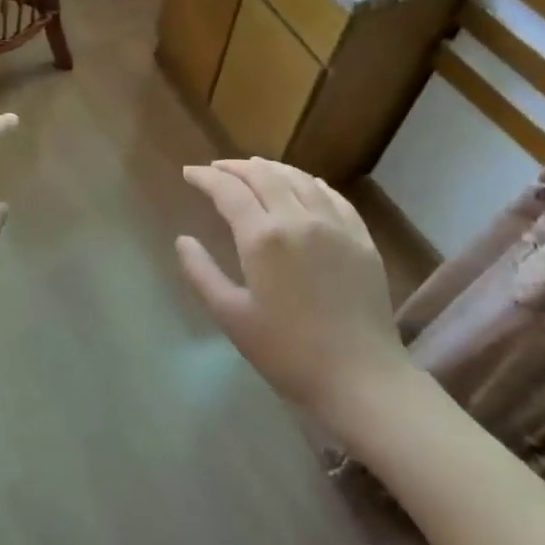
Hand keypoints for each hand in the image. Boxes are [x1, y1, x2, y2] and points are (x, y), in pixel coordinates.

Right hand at [177, 158, 406, 423]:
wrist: (360, 377)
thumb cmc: (287, 352)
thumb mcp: (231, 316)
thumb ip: (201, 273)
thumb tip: (183, 240)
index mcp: (263, 237)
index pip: (228, 191)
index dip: (205, 178)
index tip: (189, 173)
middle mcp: (300, 219)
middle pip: (264, 175)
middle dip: (234, 167)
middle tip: (215, 169)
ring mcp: (336, 226)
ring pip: (300, 178)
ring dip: (271, 168)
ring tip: (253, 168)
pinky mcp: (361, 239)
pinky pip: (333, 196)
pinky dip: (310, 182)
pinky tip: (303, 184)